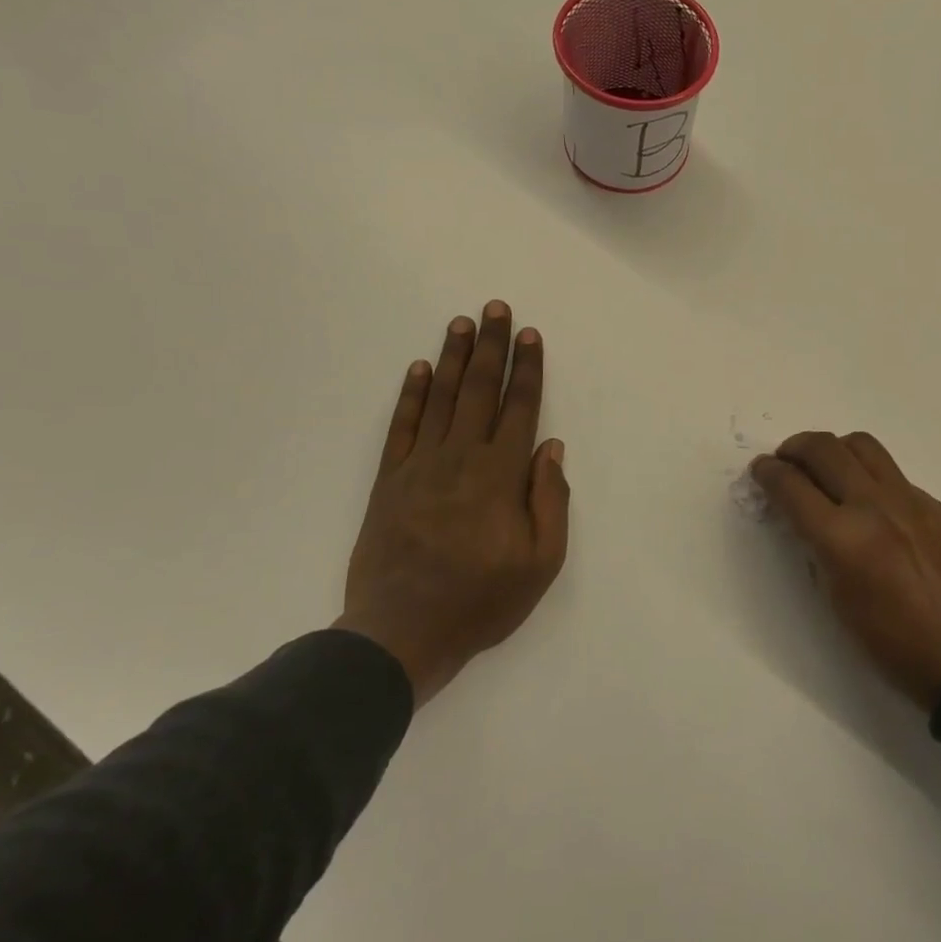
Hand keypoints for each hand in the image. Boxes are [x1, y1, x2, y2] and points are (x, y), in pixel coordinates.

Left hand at [335, 301, 568, 706]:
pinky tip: (420, 369)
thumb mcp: (541, 562)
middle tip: (495, 308)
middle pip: (480, 390)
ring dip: (454, 358)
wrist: (401, 634)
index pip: (519, 407)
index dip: (527, 369)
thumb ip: (550, 499)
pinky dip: (411, 395)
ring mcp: (420, 466)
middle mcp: (461, 457)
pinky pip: (402, 427)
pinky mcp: (389, 481)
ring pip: (442, 398)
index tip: (530, 335)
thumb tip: (551, 446)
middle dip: (492, 347)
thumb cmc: (480, 601)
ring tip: (462, 323)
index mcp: (501, 475)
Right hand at [751, 431, 940, 711]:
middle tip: (785, 461)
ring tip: (824, 467)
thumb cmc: (892, 643)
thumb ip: (816, 547)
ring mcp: (907, 498)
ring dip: (833, 448)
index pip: (792, 486)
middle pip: (823, 448)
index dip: (768, 473)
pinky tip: (865, 498)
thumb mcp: (837, 601)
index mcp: (843, 538)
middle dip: (794, 448)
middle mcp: (873, 505)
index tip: (760, 470)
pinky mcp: (931, 502)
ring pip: (860, 445)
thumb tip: (803, 515)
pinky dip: (866, 472)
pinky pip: (890, 471)